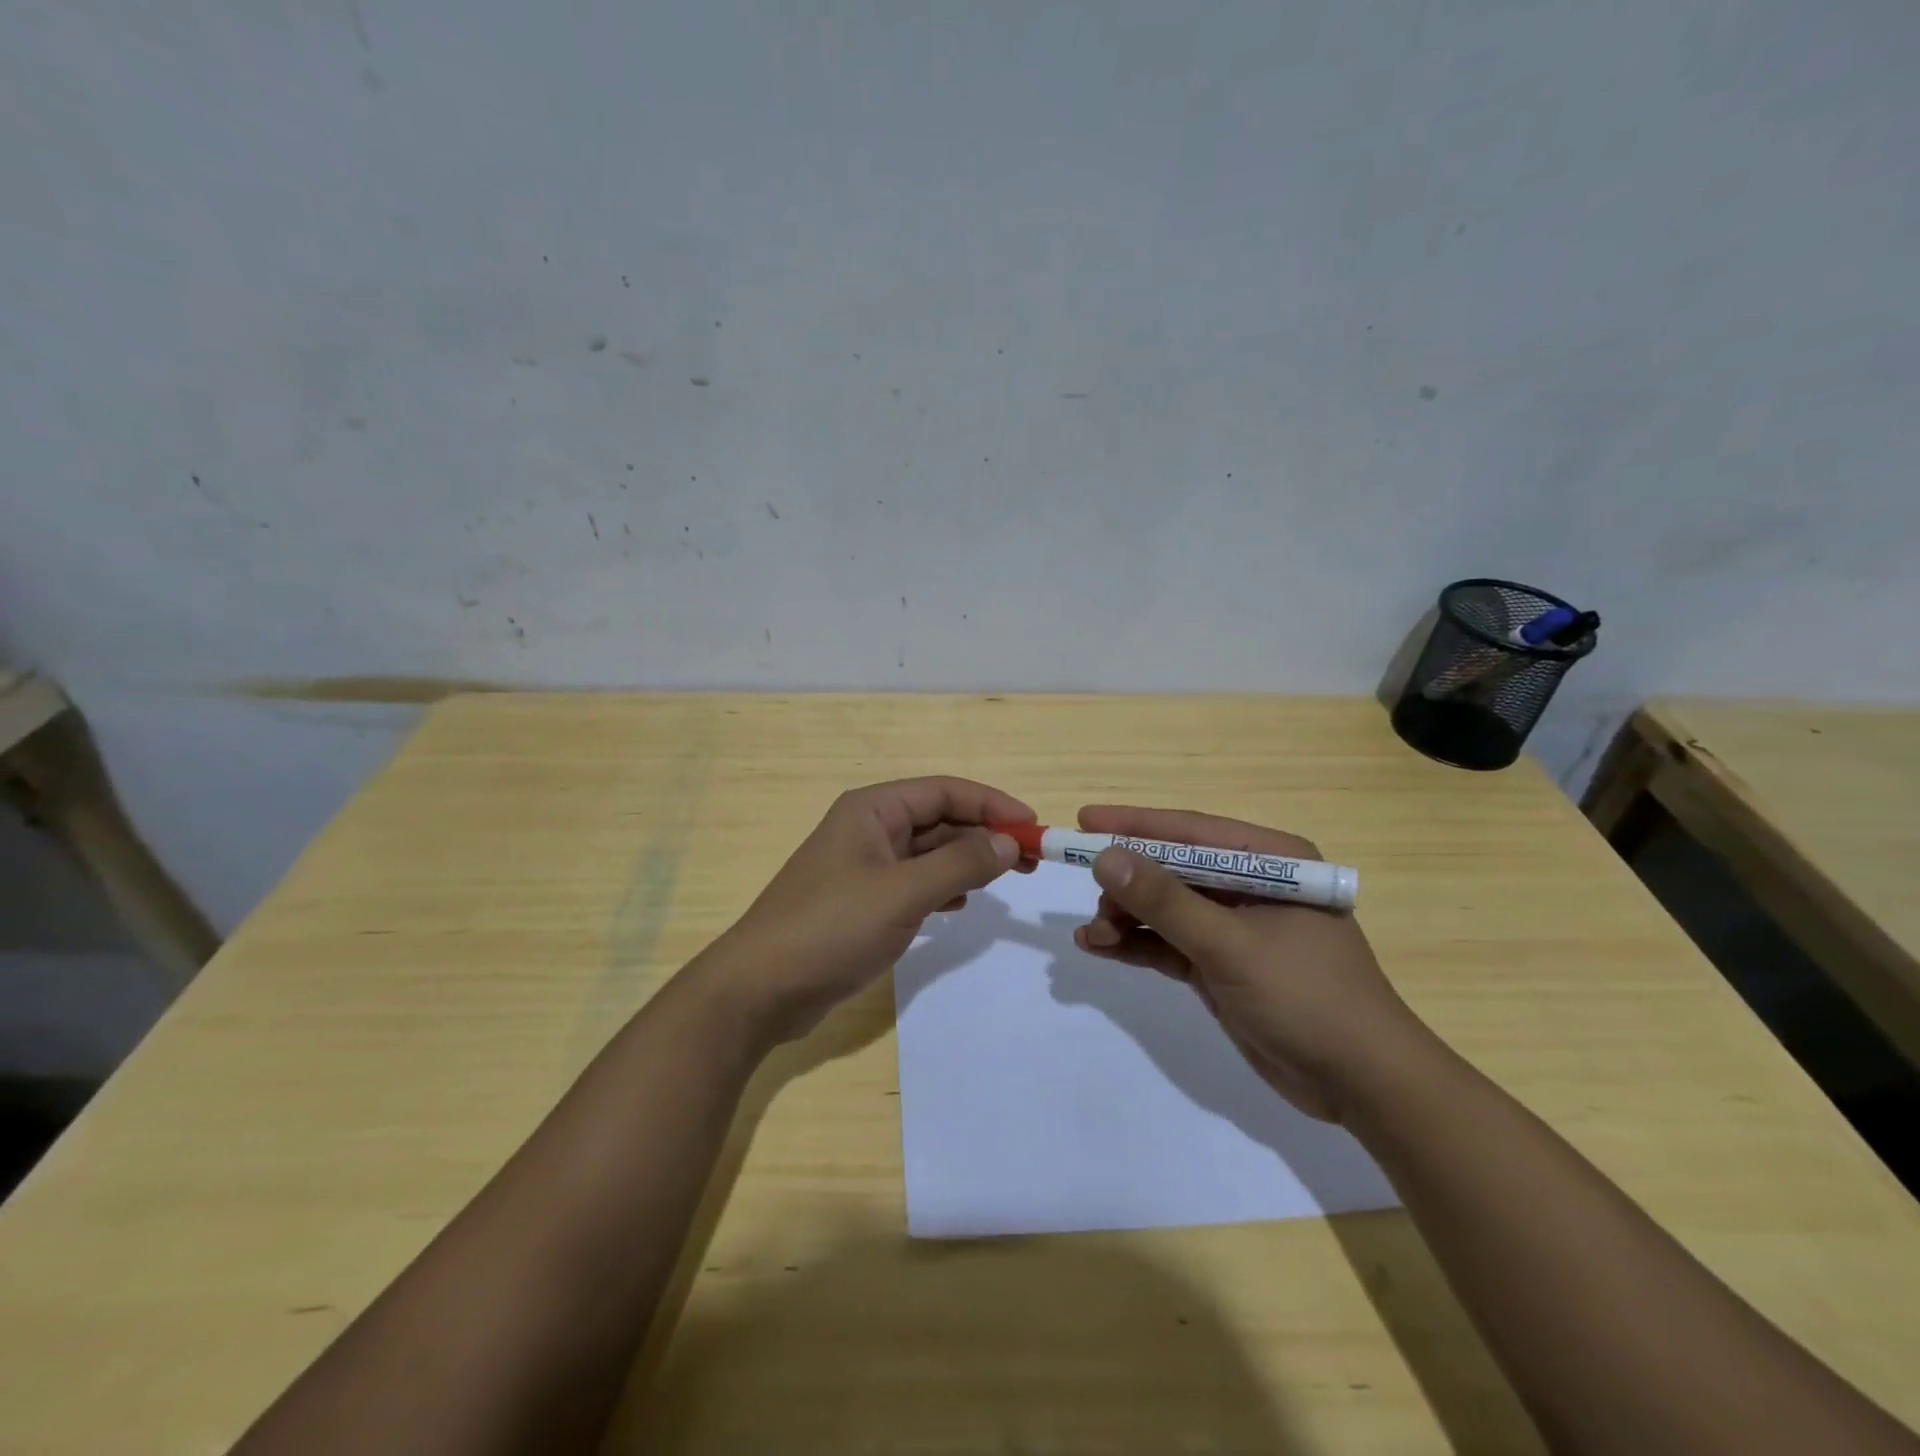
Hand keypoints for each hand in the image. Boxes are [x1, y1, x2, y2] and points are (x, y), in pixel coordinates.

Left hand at [701, 777, 1033, 1044]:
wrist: (760, 989)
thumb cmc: (831, 928)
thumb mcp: (903, 893)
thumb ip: (960, 864)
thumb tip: (1010, 841)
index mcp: (873, 810)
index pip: (945, 791)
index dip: (992, 804)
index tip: (1034, 826)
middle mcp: (869, 829)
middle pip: (939, 819)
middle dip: (985, 834)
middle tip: (1032, 859)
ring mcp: (864, 866)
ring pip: (929, 852)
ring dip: (968, 861)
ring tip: (1008, 878)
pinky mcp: (862, 901)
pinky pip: (915, 881)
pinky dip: (943, 886)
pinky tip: (962, 903)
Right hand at [1070, 805, 1429, 1122]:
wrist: (1361, 1085)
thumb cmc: (1306, 996)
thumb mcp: (1229, 945)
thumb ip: (1165, 901)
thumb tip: (1106, 858)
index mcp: (1269, 862)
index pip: (1191, 831)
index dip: (1135, 824)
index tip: (1084, 821)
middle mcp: (1249, 886)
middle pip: (1173, 869)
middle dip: (1128, 882)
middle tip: (1089, 894)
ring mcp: (1234, 927)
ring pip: (1165, 908)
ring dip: (1126, 918)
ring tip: (1092, 934)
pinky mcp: (1221, 964)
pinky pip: (1168, 943)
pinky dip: (1136, 944)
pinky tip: (1099, 947)